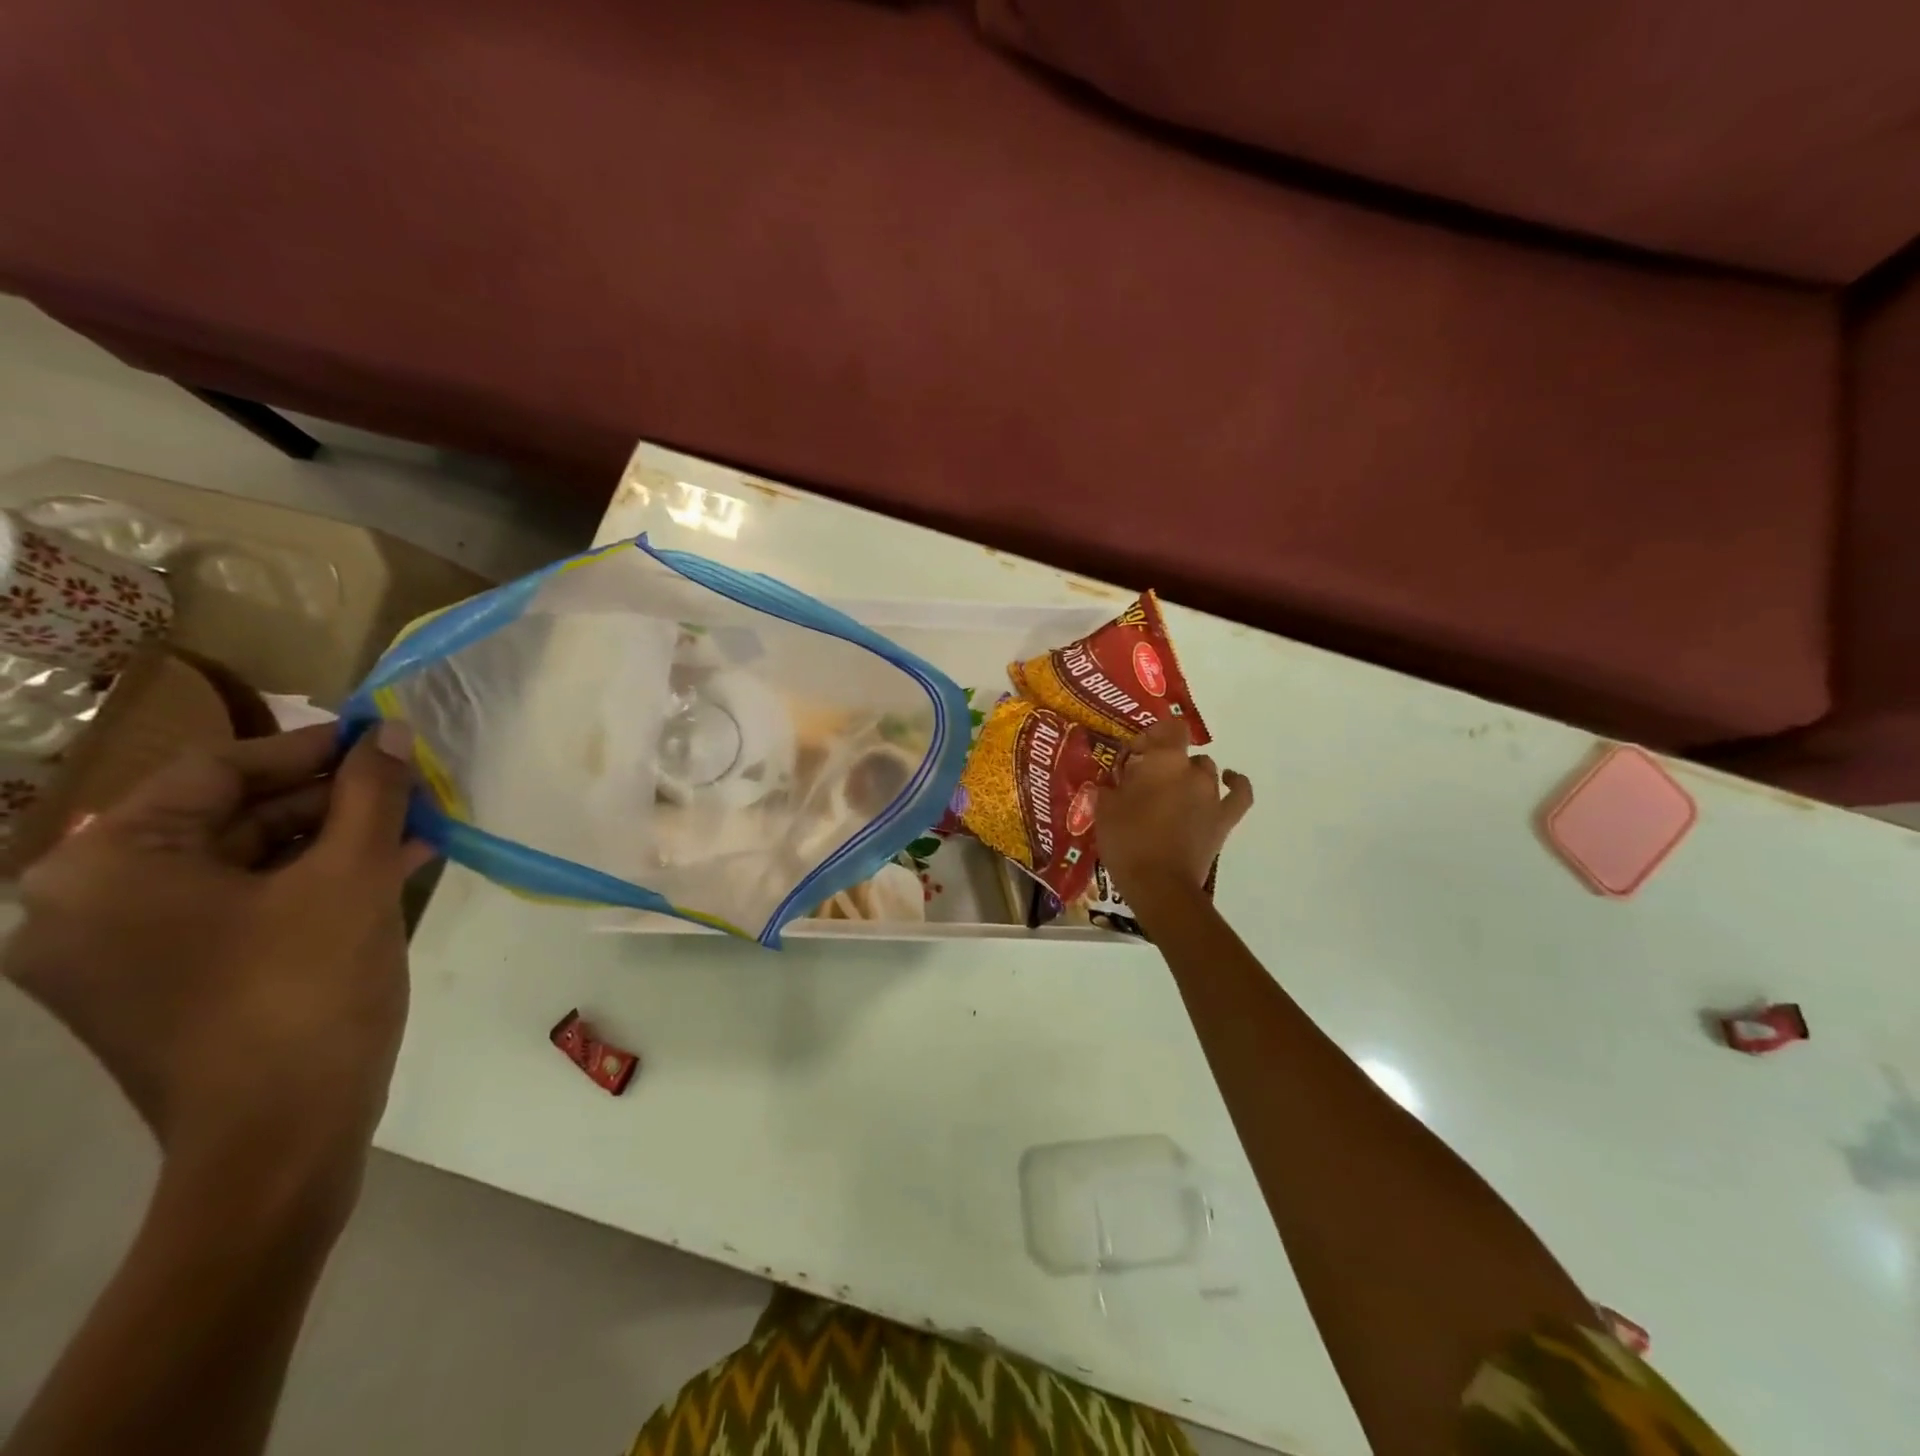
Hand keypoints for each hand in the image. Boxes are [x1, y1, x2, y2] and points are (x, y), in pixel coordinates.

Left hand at [3, 723, 432, 1203]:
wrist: (282, 1139)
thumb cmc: (306, 993)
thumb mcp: (353, 877)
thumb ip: (371, 793)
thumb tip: (387, 730)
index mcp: (105, 869)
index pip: (214, 772)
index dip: (309, 748)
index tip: (379, 735)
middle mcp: (86, 905)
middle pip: (227, 819)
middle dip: (329, 800)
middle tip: (406, 783)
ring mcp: (121, 952)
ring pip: (243, 865)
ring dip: (332, 841)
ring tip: (413, 824)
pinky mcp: (164, 984)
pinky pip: (242, 909)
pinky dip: (312, 884)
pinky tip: (389, 868)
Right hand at [1095, 718, 1251, 900]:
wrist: (1159, 884)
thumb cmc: (1127, 841)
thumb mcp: (1105, 808)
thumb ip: (1111, 785)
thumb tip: (1114, 781)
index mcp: (1164, 761)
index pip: (1169, 728)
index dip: (1153, 735)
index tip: (1134, 754)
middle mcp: (1193, 771)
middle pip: (1183, 753)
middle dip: (1165, 761)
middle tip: (1144, 781)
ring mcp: (1213, 795)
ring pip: (1206, 771)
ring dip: (1189, 776)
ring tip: (1171, 793)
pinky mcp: (1224, 820)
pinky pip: (1239, 794)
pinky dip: (1236, 783)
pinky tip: (1229, 779)